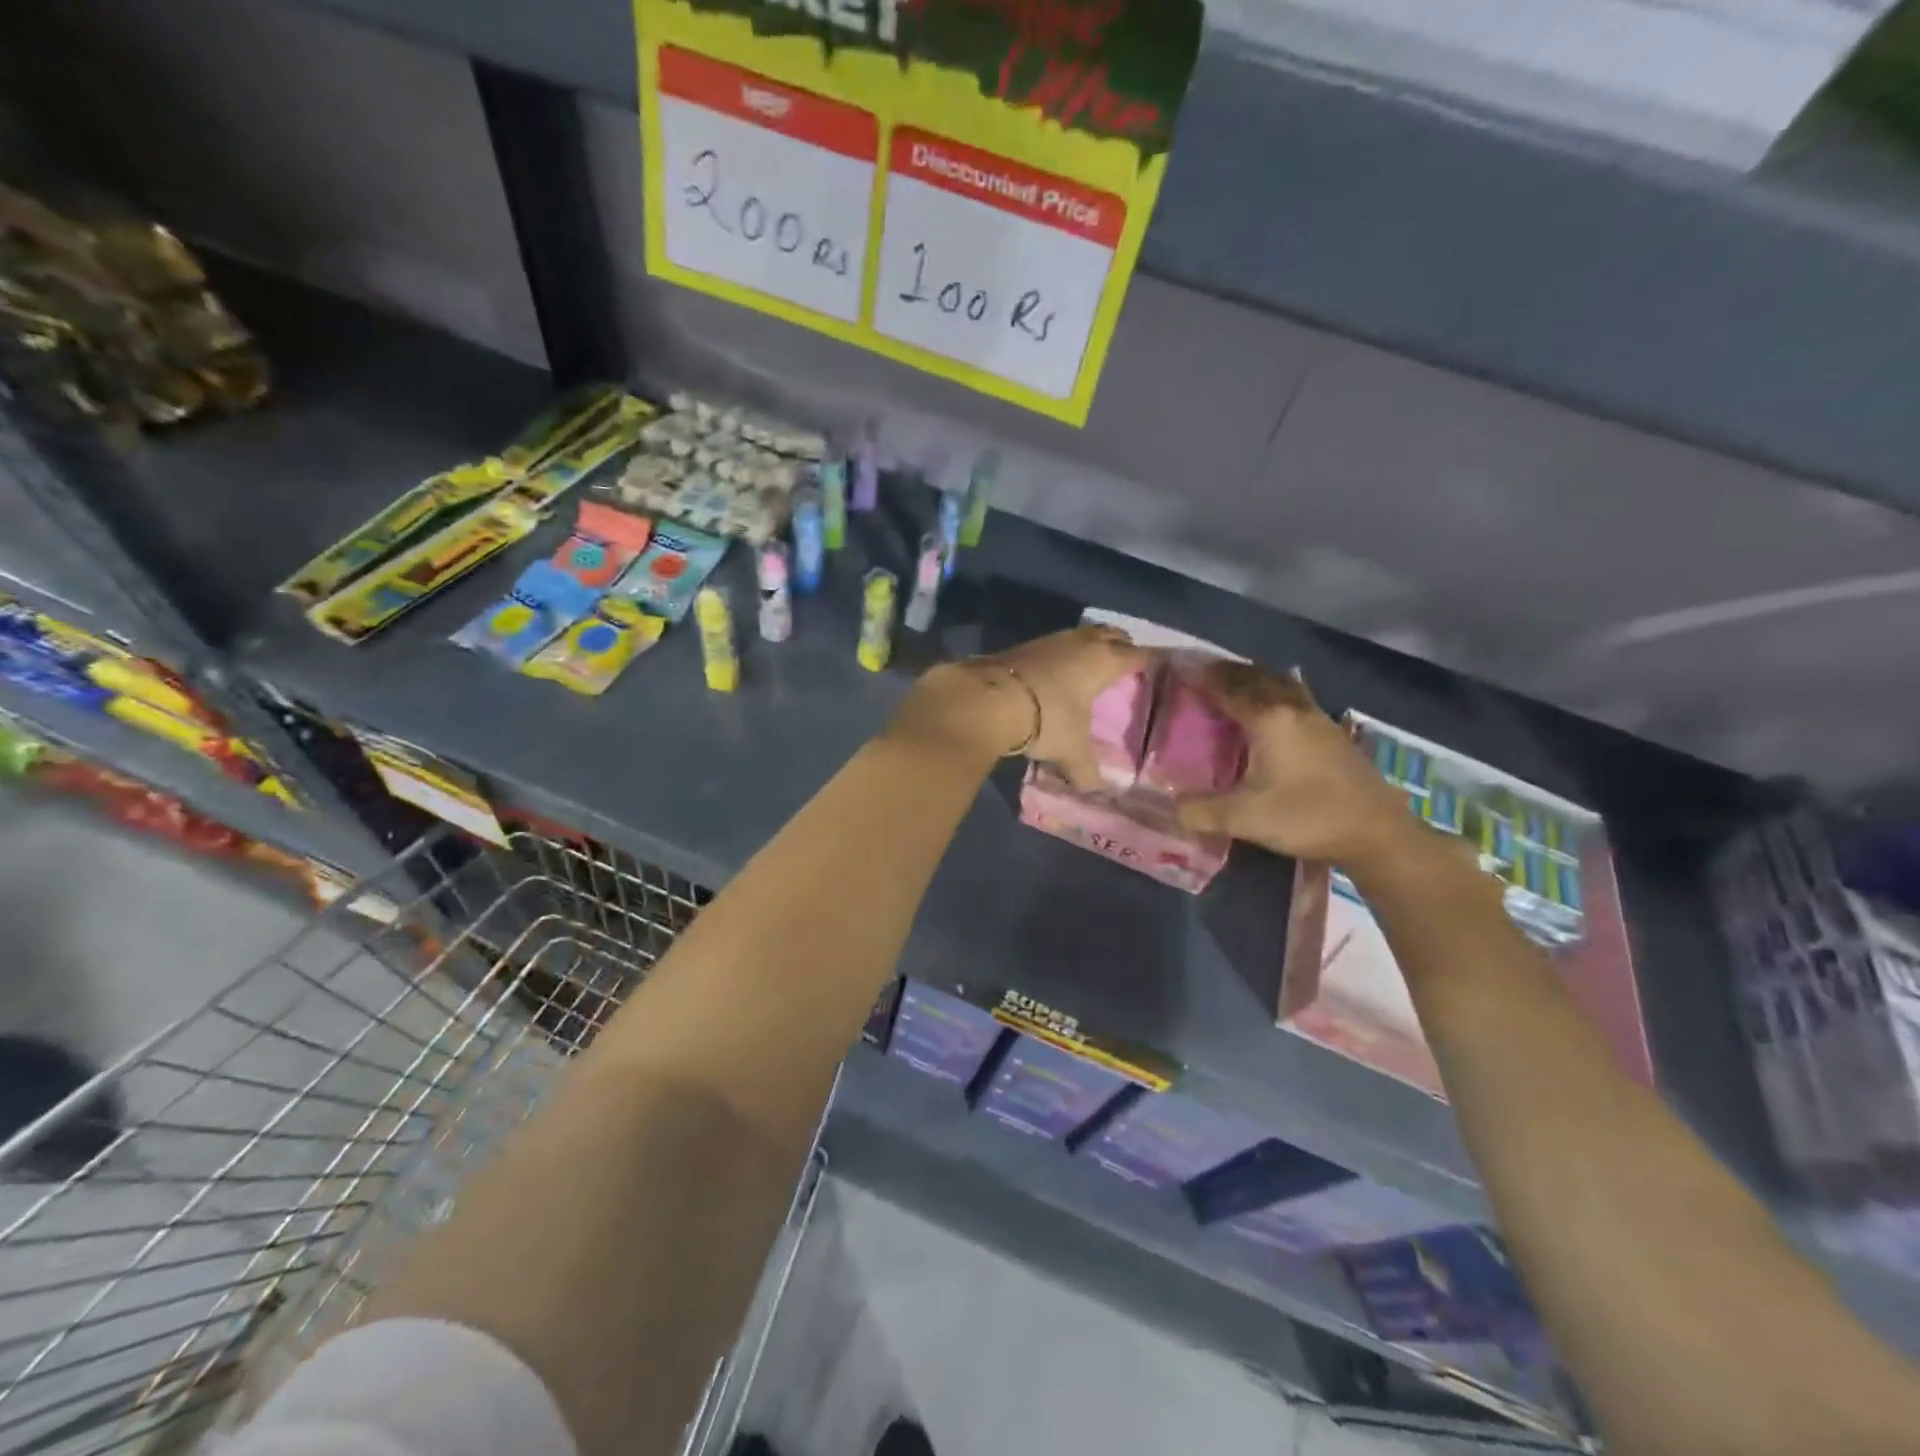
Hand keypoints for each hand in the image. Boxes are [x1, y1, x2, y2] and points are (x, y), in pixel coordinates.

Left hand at [890, 626, 1147, 782]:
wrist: (987, 699)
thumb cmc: (1045, 719)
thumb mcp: (1071, 751)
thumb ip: (1087, 771)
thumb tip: (1097, 792)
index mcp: (1103, 661)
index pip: (1137, 655)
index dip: (1150, 662)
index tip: (1158, 670)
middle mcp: (1080, 643)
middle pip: (1111, 635)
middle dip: (1121, 645)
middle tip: (1126, 664)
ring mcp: (1050, 640)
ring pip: (1080, 637)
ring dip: (1088, 648)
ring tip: (1091, 669)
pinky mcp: (1022, 646)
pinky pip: (1054, 646)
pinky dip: (1062, 657)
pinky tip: (1056, 675)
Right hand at [1174, 661, 1413, 867]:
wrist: (1377, 833)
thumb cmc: (1308, 818)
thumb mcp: (1245, 819)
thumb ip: (1200, 811)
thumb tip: (1170, 806)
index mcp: (1269, 720)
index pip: (1227, 689)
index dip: (1200, 677)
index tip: (1178, 668)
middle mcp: (1293, 708)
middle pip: (1255, 677)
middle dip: (1226, 671)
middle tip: (1200, 672)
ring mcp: (1317, 718)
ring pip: (1280, 683)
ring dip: (1253, 677)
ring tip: (1233, 681)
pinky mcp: (1332, 733)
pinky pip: (1295, 696)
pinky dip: (1274, 690)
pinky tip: (1273, 704)